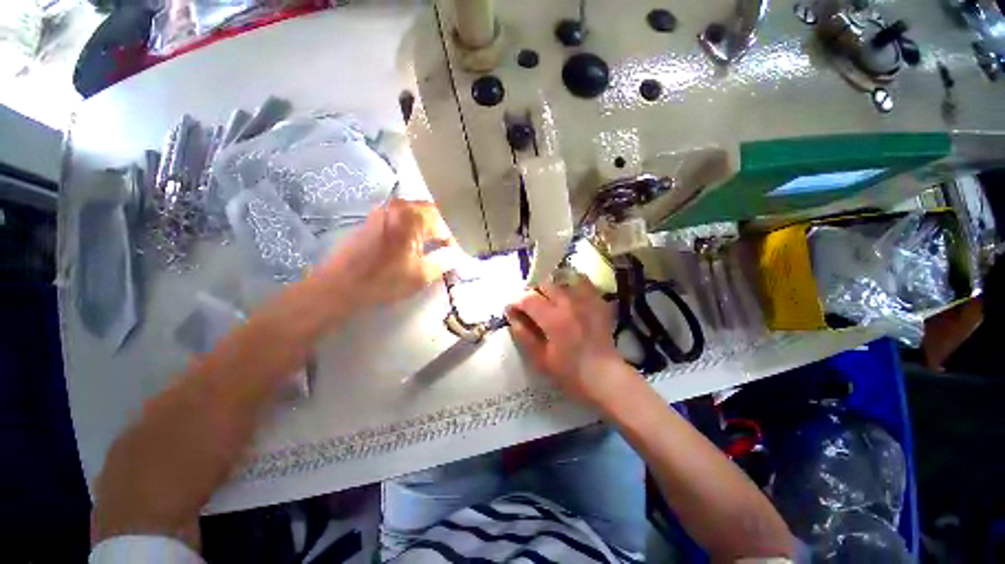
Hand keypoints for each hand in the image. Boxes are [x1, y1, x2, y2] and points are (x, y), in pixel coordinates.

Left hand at [319, 199, 459, 308]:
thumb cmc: (383, 281)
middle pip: (430, 213)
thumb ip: (444, 262)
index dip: (452, 242)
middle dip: (441, 231)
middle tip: (446, 250)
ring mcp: (383, 210)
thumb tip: (457, 255)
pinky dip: (412, 228)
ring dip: (427, 229)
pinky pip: (401, 218)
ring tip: (432, 248)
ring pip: (415, 214)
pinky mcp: (373, 219)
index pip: (443, 224)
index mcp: (411, 217)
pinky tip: (412, 245)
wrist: (339, 286)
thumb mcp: (421, 275)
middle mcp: (397, 206)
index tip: (455, 258)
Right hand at [506, 275, 629, 404]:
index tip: (512, 310)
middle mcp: (570, 303)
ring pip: (562, 280)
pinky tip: (569, 294)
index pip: (528, 299)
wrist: (605, 376)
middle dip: (533, 294)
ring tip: (550, 301)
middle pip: (544, 285)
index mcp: (554, 319)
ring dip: (552, 289)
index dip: (516, 302)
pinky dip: (573, 283)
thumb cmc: (570, 373)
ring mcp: (586, 300)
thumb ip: (523, 335)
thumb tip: (512, 317)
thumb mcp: (541, 359)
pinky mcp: (598, 302)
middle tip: (531, 308)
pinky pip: (584, 282)